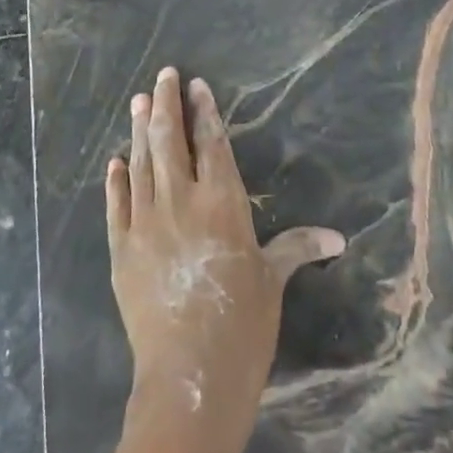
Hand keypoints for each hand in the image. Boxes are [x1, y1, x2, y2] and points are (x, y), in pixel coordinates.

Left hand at [106, 67, 344, 452]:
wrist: (189, 377)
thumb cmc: (242, 326)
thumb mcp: (272, 281)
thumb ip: (296, 248)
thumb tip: (337, 238)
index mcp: (222, 203)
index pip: (211, 143)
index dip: (203, 111)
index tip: (195, 84)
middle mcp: (180, 201)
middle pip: (169, 141)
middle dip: (165, 104)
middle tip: (162, 76)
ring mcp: (145, 223)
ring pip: (141, 164)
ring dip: (138, 130)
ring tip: (137, 100)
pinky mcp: (121, 249)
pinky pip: (116, 205)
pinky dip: (115, 180)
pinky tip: (115, 161)